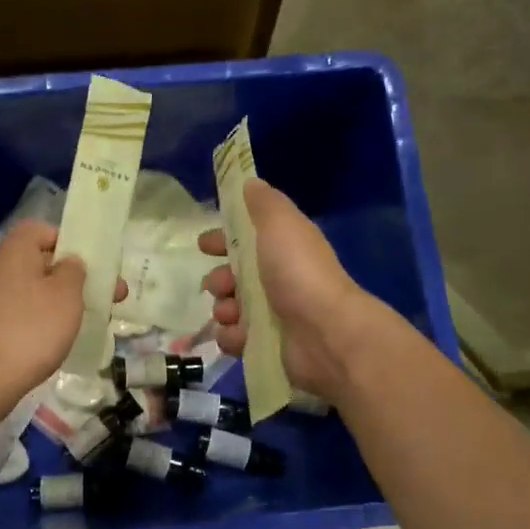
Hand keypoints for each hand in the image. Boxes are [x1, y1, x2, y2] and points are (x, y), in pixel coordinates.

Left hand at [0, 220, 125, 399]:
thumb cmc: (31, 328)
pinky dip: (45, 320)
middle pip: (43, 262)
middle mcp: (1, 269)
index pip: (42, 230)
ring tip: (91, 319)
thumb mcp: (66, 293)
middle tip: (109, 295)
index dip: (68, 241)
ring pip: (36, 290)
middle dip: (76, 277)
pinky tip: (62, 338)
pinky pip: (26, 313)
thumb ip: (74, 270)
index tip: (89, 263)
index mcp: (16, 250)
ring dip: (63, 301)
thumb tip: (68, 263)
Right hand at [200, 178, 378, 402]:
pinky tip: (237, 335)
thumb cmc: (299, 272)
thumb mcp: (281, 223)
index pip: (247, 240)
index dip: (223, 239)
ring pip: (231, 308)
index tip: (204, 245)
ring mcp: (275, 315)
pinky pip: (236, 338)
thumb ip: (263, 203)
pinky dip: (232, 336)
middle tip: (219, 285)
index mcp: (284, 248)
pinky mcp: (269, 345)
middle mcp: (280, 279)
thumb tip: (250, 183)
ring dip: (223, 309)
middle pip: (235, 276)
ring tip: (230, 313)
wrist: (325, 332)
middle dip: (219, 279)